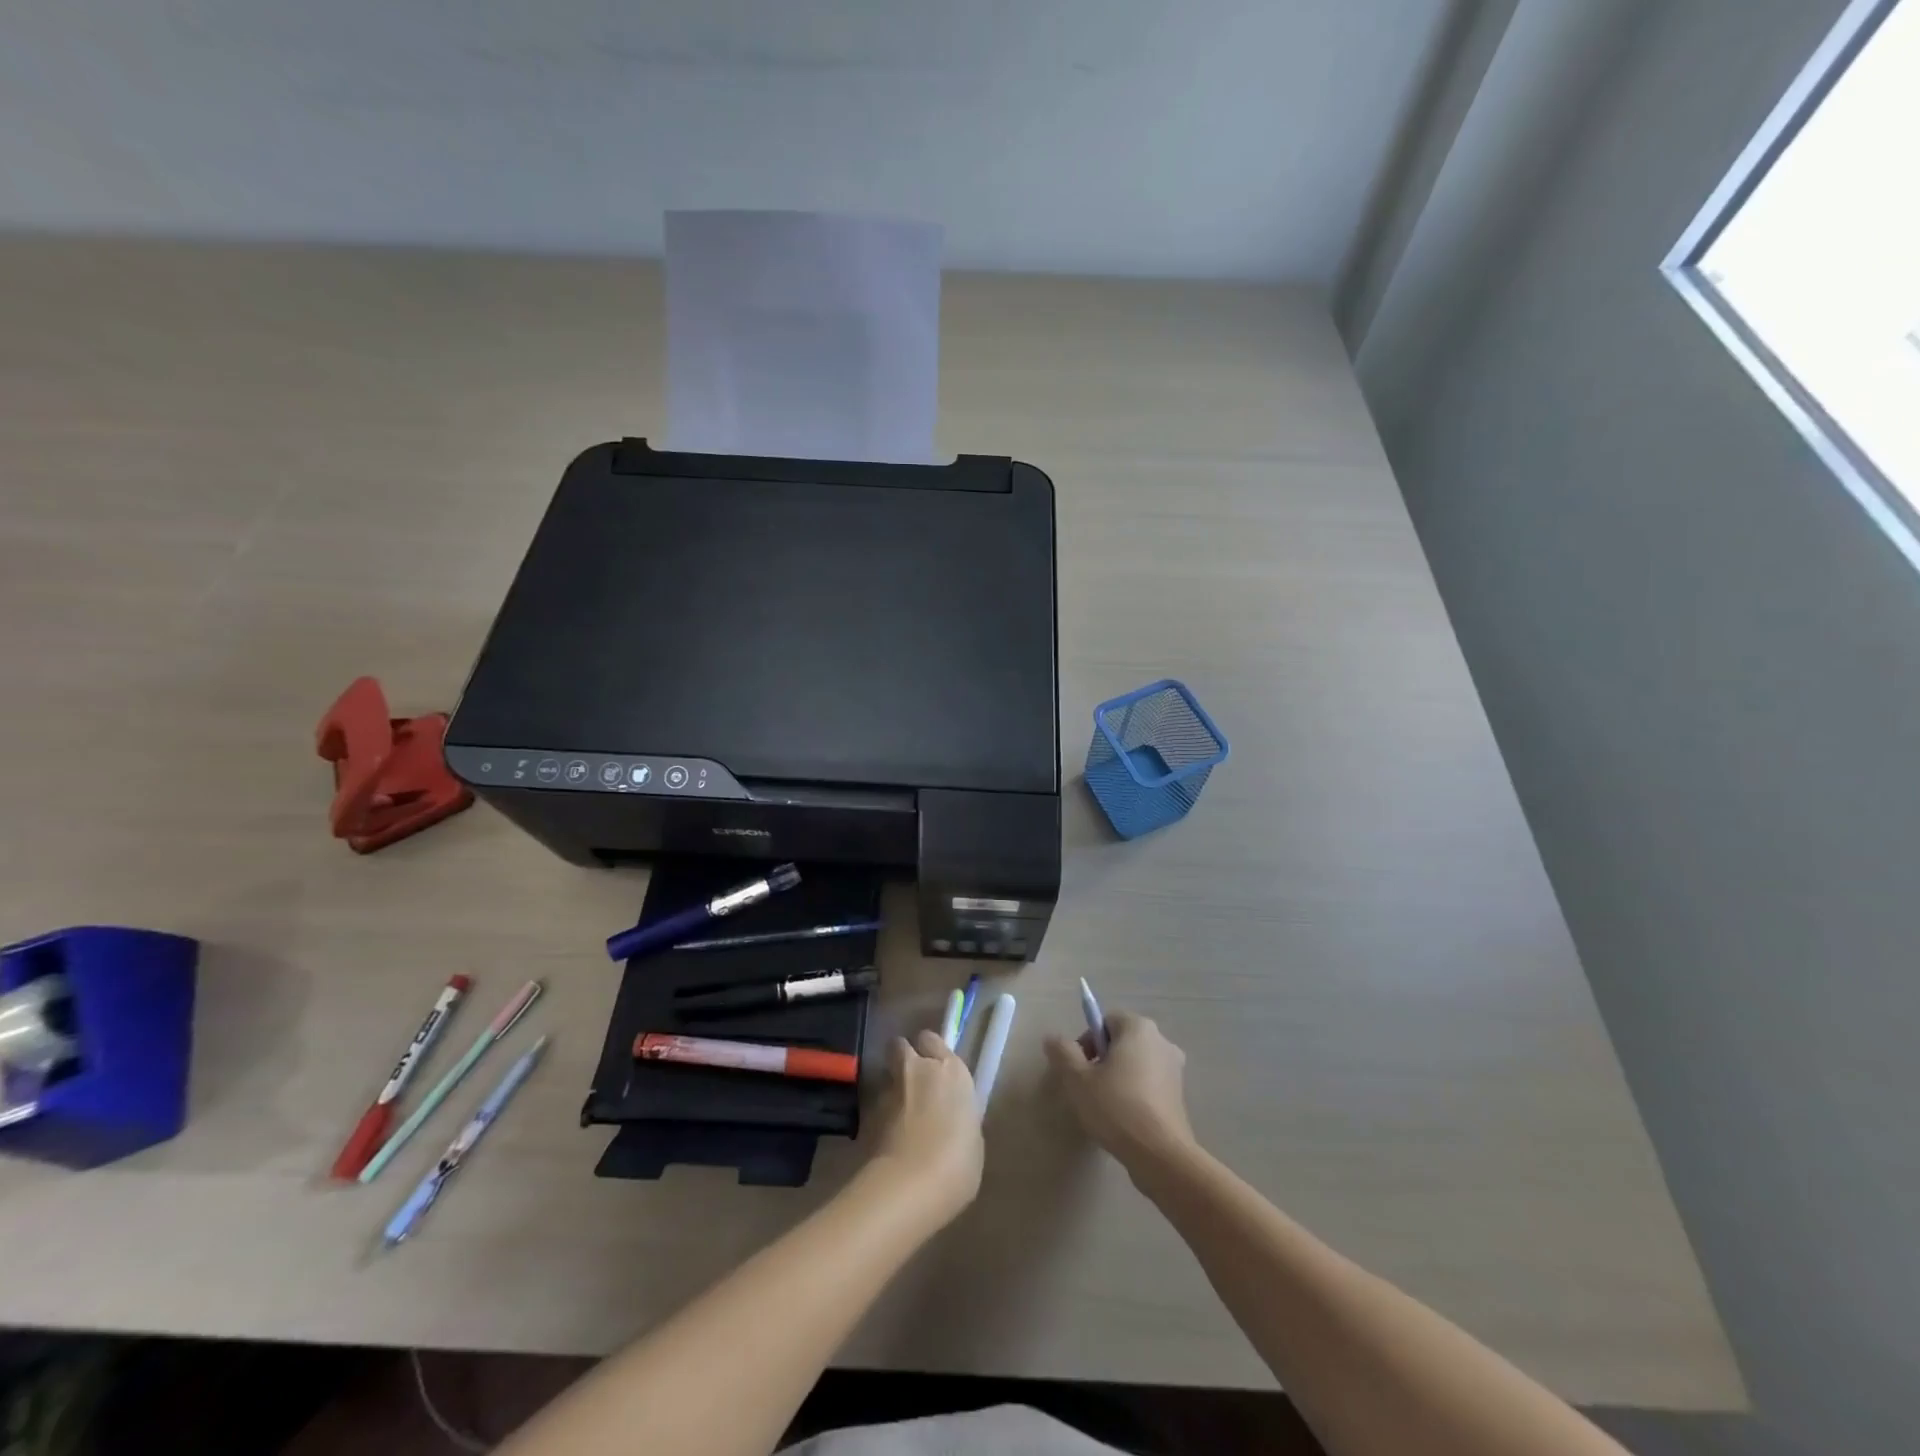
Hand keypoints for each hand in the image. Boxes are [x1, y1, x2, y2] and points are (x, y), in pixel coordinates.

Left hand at [866, 1031, 983, 1227]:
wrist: (911, 1185)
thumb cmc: (957, 1163)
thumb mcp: (972, 1137)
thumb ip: (958, 1115)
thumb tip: (948, 1117)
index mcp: (950, 1070)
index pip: (932, 1040)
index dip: (930, 1052)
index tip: (935, 1067)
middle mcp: (918, 1069)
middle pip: (901, 1045)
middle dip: (903, 1058)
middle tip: (913, 1081)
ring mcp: (889, 1089)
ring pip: (886, 1074)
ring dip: (892, 1088)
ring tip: (899, 1114)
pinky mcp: (867, 1113)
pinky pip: (876, 1105)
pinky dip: (881, 1115)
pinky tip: (889, 1137)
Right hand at [1045, 1010, 1194, 1170]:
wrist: (1161, 1156)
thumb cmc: (1117, 1107)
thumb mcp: (1078, 1079)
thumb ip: (1063, 1052)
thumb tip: (1052, 1038)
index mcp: (1139, 1028)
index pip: (1105, 1020)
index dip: (1088, 1040)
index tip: (1079, 1068)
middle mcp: (1161, 1041)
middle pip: (1122, 1041)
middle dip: (1102, 1059)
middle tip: (1088, 1086)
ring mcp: (1174, 1068)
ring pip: (1135, 1063)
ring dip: (1118, 1076)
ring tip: (1104, 1105)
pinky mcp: (1179, 1095)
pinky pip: (1149, 1083)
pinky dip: (1135, 1092)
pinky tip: (1124, 1117)